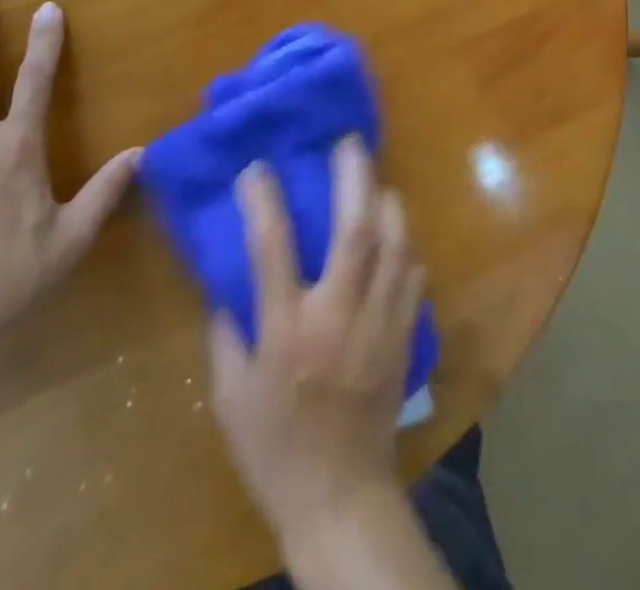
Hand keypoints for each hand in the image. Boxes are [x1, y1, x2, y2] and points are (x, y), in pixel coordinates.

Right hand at [209, 137, 426, 552]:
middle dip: (355, 178)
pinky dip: (405, 248)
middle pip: (355, 231)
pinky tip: (396, 235)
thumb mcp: (230, 394)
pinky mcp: (404, 337)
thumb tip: (227, 278)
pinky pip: (413, 277)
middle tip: (350, 143)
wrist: (339, 496)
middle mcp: (337, 316)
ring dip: (389, 204)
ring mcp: (378, 324)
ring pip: (396, 246)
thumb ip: (227, 330)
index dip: (263, 200)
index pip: (272, 248)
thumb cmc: (274, 448)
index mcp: (286, 330)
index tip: (257, 167)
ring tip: (377, 181)